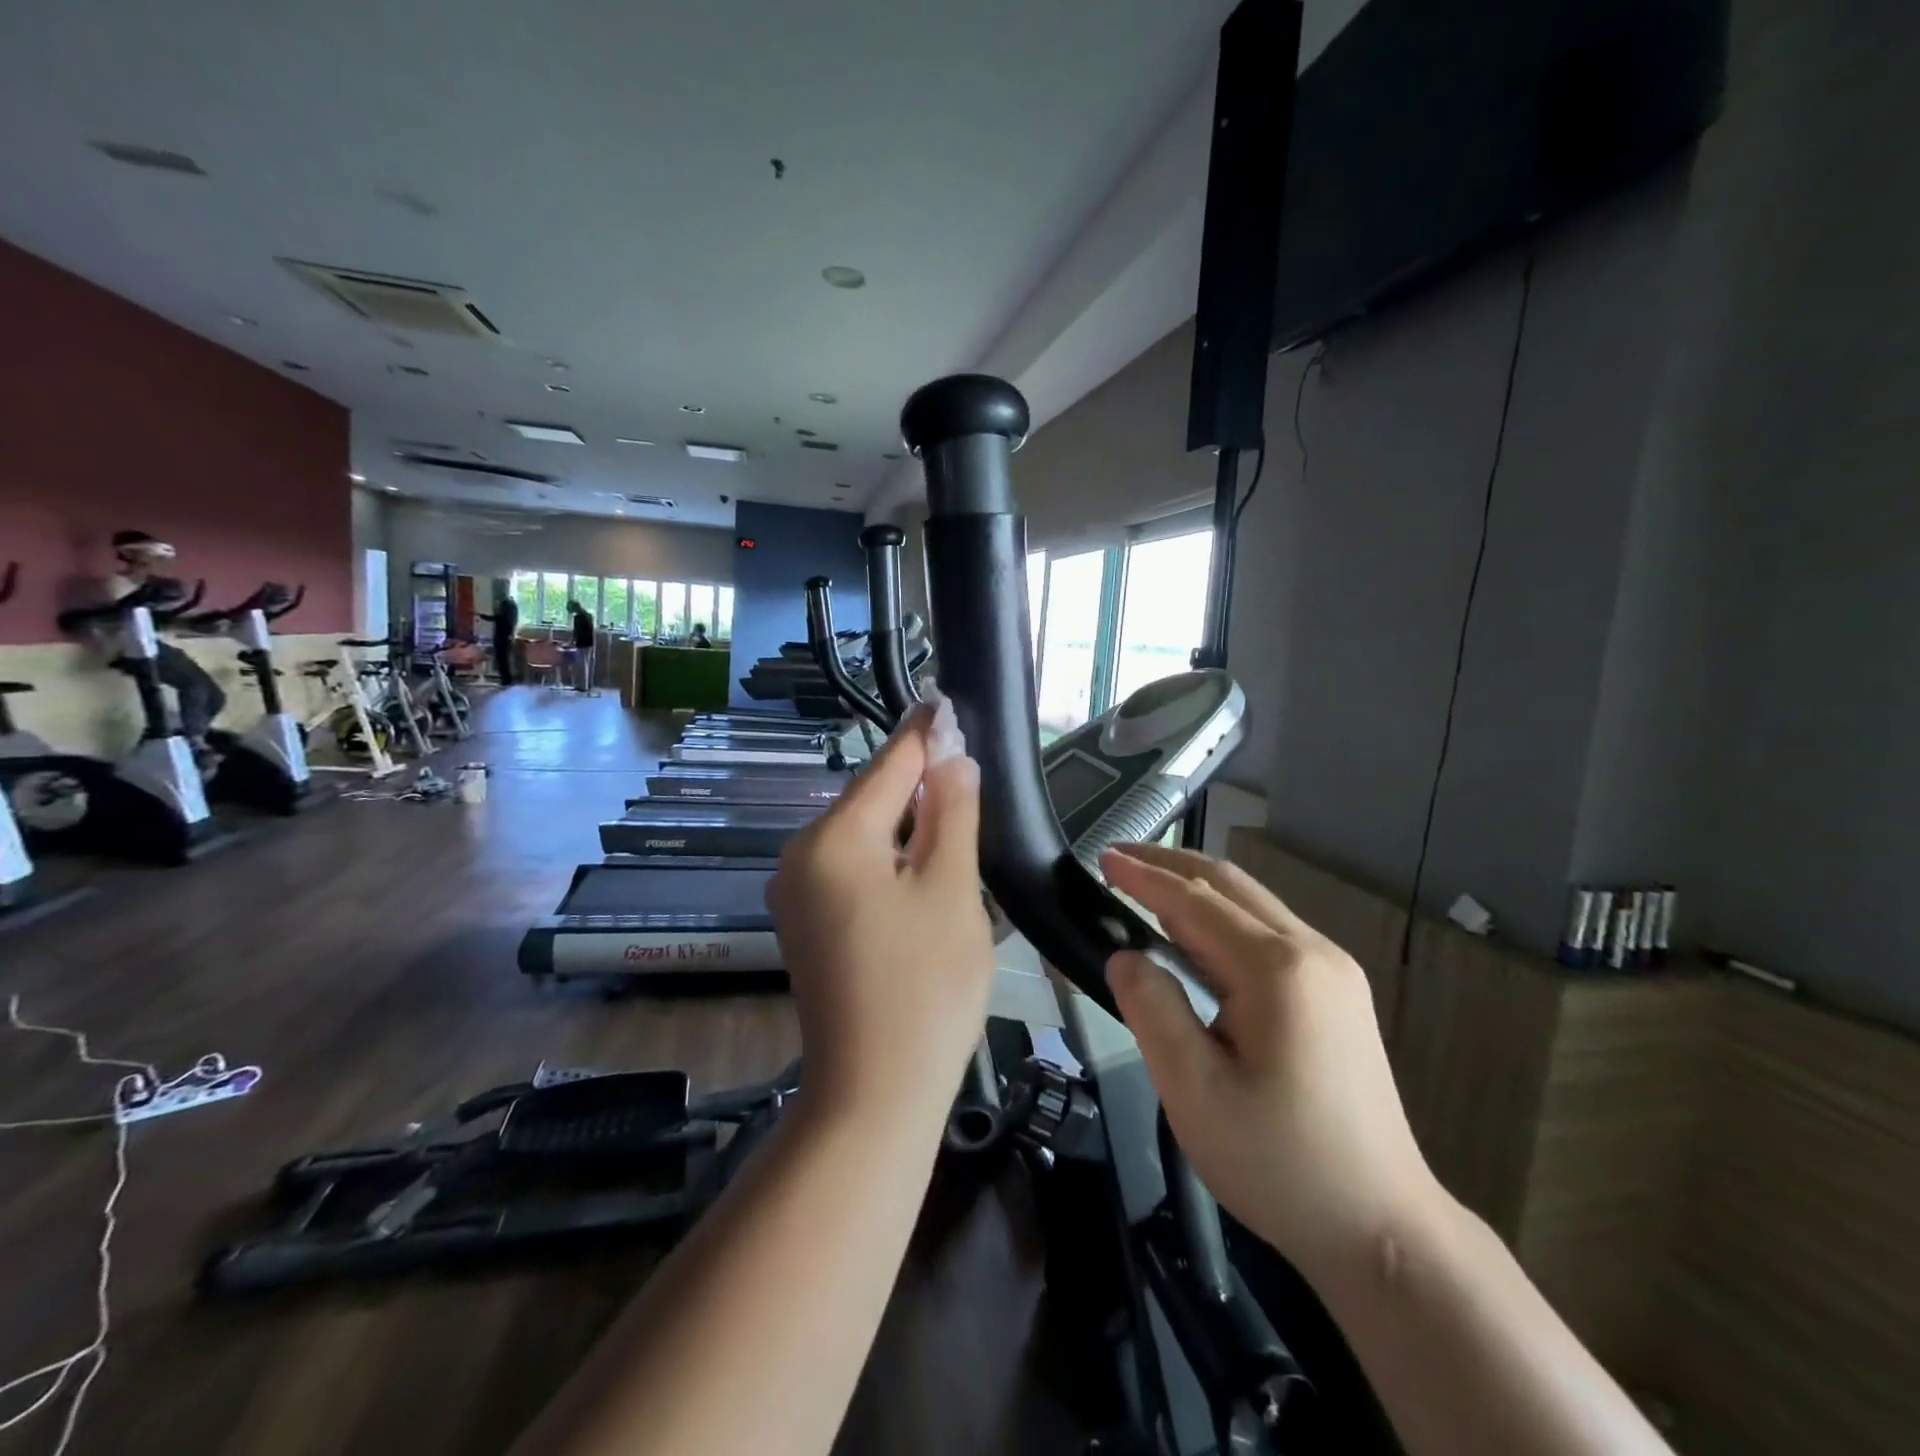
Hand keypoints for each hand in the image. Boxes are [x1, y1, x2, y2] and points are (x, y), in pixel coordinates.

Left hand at [766, 697, 994, 1117]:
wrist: (874, 1092)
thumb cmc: (925, 986)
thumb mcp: (950, 889)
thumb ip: (952, 813)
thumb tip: (952, 756)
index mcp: (833, 839)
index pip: (888, 766)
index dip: (924, 734)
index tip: (946, 699)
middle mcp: (800, 855)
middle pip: (870, 799)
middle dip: (918, 780)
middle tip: (963, 758)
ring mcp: (796, 892)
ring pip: (862, 835)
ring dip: (907, 820)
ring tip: (953, 803)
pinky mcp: (805, 923)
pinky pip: (851, 868)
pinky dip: (888, 856)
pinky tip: (922, 859)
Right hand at [1101, 844, 1441, 1276]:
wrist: (1384, 1229)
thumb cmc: (1280, 1163)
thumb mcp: (1194, 1092)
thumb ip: (1152, 1010)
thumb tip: (1125, 956)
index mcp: (1277, 970)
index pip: (1195, 902)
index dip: (1144, 877)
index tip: (1103, 858)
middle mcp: (1312, 953)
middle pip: (1231, 885)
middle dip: (1171, 865)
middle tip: (1119, 860)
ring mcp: (1333, 971)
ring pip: (1253, 906)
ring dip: (1196, 890)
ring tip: (1145, 891)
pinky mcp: (1339, 993)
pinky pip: (1269, 933)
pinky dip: (1222, 919)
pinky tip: (1195, 938)